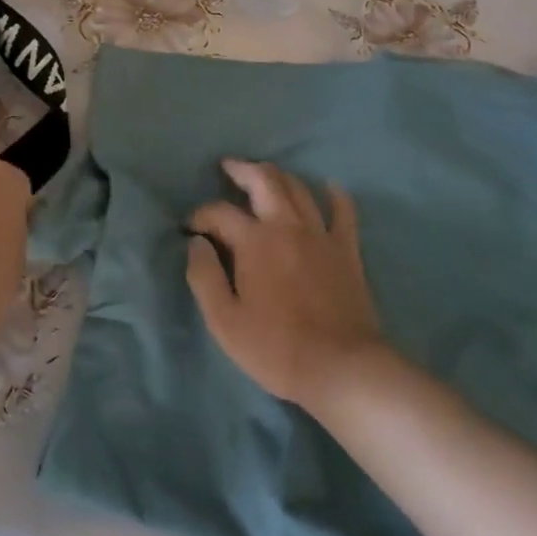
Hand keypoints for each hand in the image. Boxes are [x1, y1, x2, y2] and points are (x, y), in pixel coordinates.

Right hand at [186, 160, 383, 409]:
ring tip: (264, 175)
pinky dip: (336, 196)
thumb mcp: (224, 321)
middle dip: (242, 169)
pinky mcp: (347, 251)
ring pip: (299, 189)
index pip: (219, 212)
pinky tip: (330, 187)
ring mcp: (321, 235)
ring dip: (278, 176)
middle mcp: (287, 226)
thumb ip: (204, 276)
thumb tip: (195, 243)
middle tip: (228, 167)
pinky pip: (344, 213)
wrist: (342, 368)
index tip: (190, 228)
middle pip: (264, 181)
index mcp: (254, 241)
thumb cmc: (276, 348)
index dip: (200, 215)